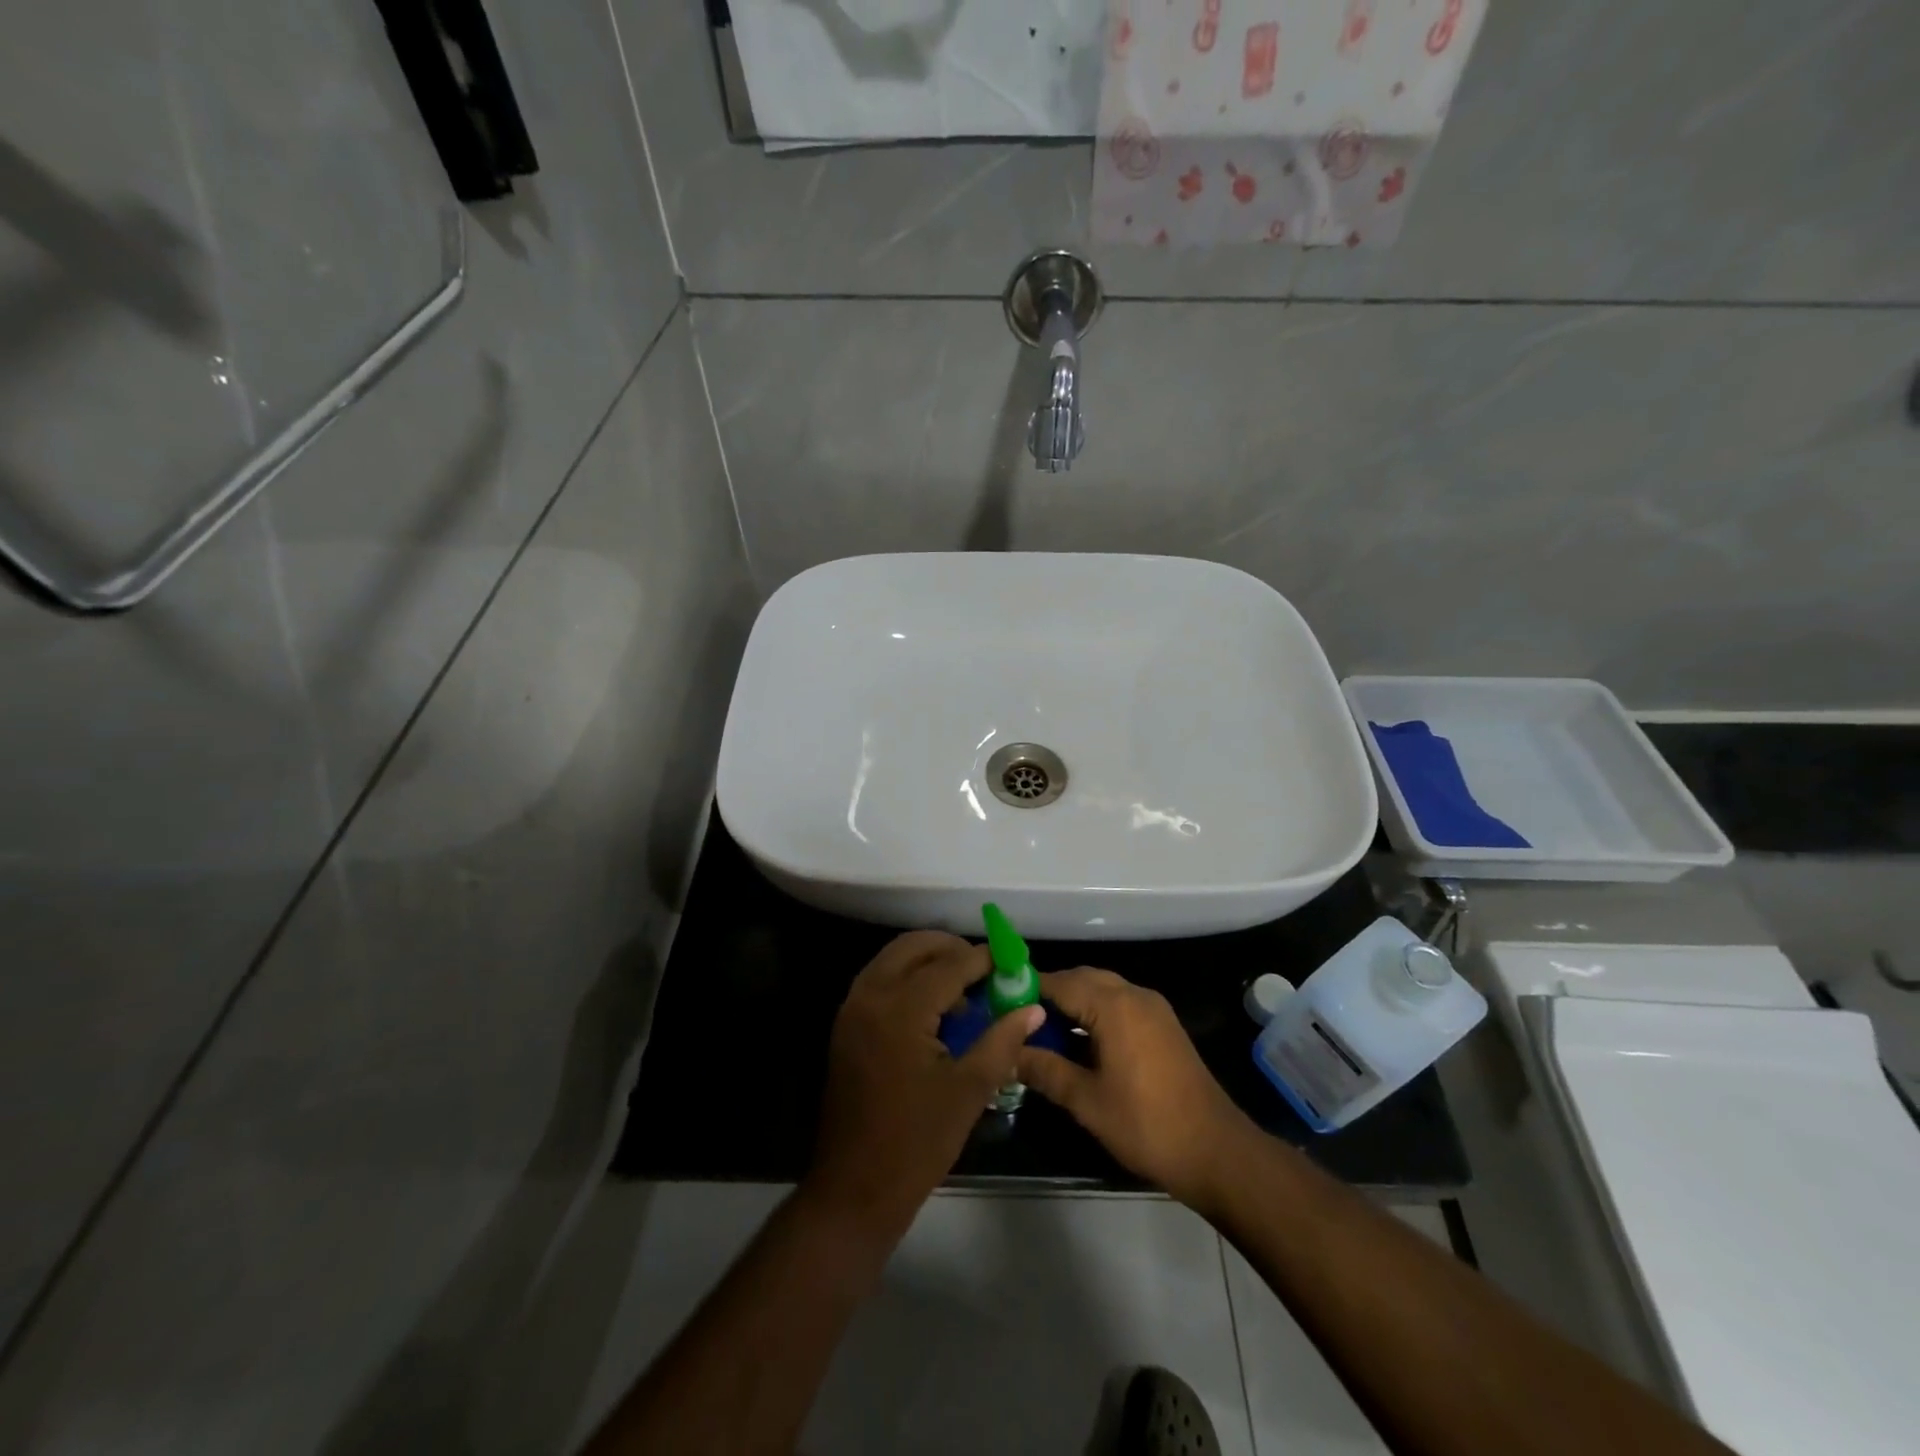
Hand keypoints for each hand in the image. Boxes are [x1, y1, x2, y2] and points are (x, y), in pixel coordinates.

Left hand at [806, 931, 1043, 1243]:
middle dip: (952, 948)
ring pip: (893, 958)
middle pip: (914, 946)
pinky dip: (907, 977)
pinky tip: (934, 1007)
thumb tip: (1033, 1008)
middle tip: (986, 968)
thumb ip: (1002, 1040)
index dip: (985, 959)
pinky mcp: (846, 1025)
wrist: (854, 1188)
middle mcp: (871, 995)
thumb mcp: (970, 1090)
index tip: (1012, 962)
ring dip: (928, 960)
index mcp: (901, 1009)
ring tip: (964, 988)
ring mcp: (852, 1009)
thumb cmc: (917, 1142)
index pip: (950, 964)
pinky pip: (880, 979)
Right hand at [1015, 969, 1254, 1208]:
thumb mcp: (1087, 1102)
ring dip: (1073, 1001)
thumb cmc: (1147, 1125)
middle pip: (1081, 978)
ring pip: (1102, 988)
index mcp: (1114, 1006)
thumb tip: (1009, 1054)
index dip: (1027, 989)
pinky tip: (1078, 1040)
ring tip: (1042, 1031)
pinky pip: (1119, 1002)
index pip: (1059, 982)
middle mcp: (1134, 995)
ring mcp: (1153, 1008)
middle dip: (1049, 993)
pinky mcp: (1163, 1024)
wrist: (1216, 1151)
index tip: (999, 1004)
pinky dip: (1095, 1010)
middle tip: (1018, 1019)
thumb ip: (1045, 1070)